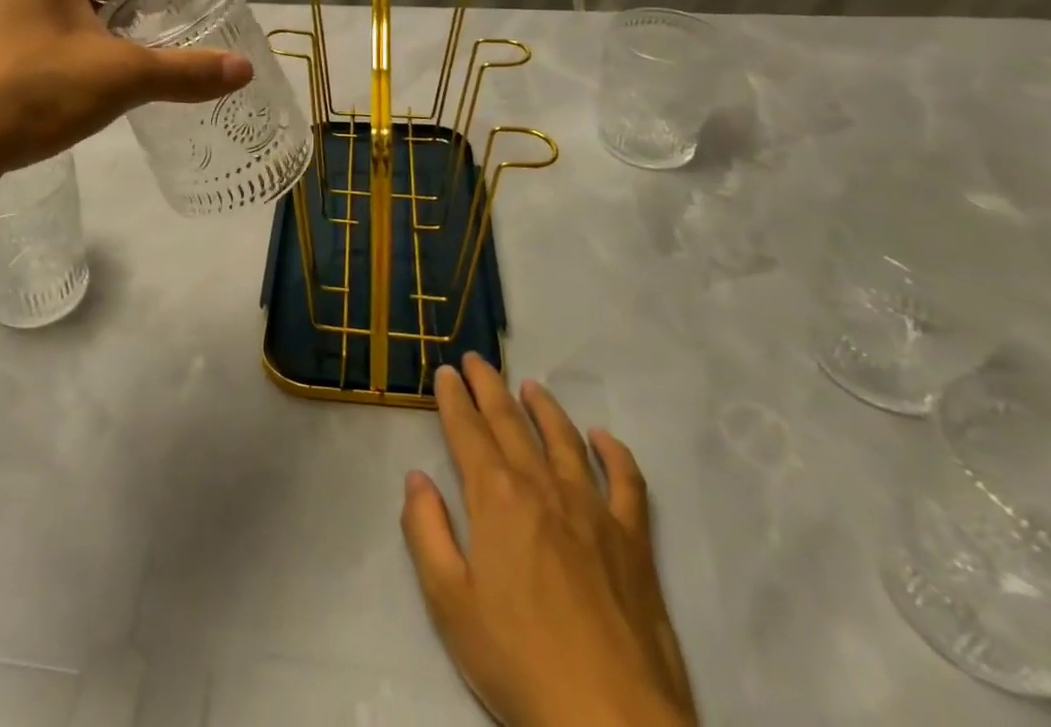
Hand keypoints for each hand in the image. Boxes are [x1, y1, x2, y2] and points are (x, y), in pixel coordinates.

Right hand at [402, 356, 695, 726]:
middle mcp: (542, 486)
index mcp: (496, 497)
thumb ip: (426, 531)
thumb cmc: (518, 662)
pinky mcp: (633, 541)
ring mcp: (593, 510)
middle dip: (489, 387)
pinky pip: (626, 482)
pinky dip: (615, 453)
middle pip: (511, 422)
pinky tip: (604, 438)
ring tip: (530, 386)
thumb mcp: (449, 602)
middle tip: (476, 359)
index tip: (446, 371)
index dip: (454, 399)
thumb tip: (417, 477)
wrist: (613, 722)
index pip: (468, 431)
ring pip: (564, 439)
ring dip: (544, 407)